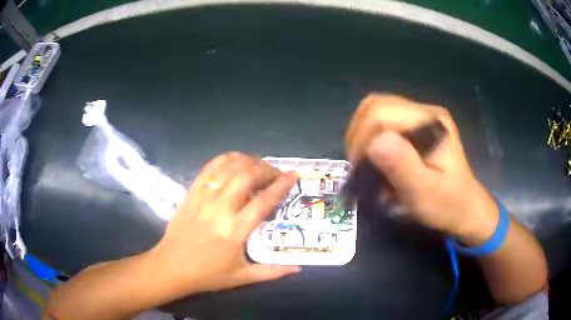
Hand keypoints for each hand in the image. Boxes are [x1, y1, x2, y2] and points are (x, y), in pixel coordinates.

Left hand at [149, 152, 300, 297]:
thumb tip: (298, 268)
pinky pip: (208, 169)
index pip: (264, 201)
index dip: (281, 185)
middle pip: (247, 176)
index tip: (293, 174)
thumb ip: (272, 272)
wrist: (171, 267)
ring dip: (247, 161)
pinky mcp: (191, 194)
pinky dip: (224, 160)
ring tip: (258, 165)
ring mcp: (203, 198)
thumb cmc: (208, 275)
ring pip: (228, 168)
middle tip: (275, 172)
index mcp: (235, 231)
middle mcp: (220, 209)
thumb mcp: (242, 277)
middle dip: (266, 169)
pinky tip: (235, 161)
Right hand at [346, 94, 497, 239]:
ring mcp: (420, 115)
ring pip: (375, 110)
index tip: (359, 168)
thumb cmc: (446, 204)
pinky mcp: (415, 124)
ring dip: (363, 135)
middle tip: (359, 164)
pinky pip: (382, 120)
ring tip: (365, 160)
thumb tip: (373, 143)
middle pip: (375, 106)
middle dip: (360, 134)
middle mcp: (425, 111)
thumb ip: (403, 166)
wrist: (463, 206)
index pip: (382, 114)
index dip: (363, 138)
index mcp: (431, 122)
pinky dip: (371, 137)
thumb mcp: (424, 193)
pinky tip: (376, 156)